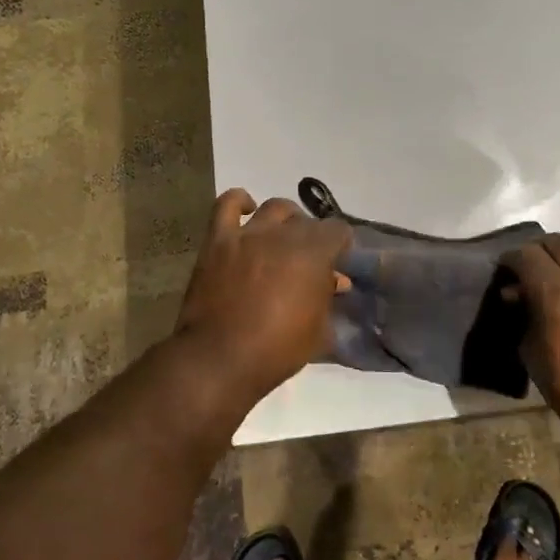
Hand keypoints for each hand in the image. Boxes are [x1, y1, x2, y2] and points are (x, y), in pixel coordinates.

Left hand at [175, 189, 352, 402]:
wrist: (219, 358)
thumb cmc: (277, 350)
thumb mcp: (318, 331)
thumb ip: (328, 299)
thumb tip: (335, 281)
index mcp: (314, 254)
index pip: (338, 231)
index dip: (341, 246)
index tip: (338, 262)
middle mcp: (283, 235)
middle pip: (306, 221)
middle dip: (313, 236)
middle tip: (309, 258)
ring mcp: (248, 234)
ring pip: (273, 208)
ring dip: (284, 219)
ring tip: (282, 236)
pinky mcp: (218, 240)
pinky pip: (226, 205)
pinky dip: (239, 202)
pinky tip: (246, 210)